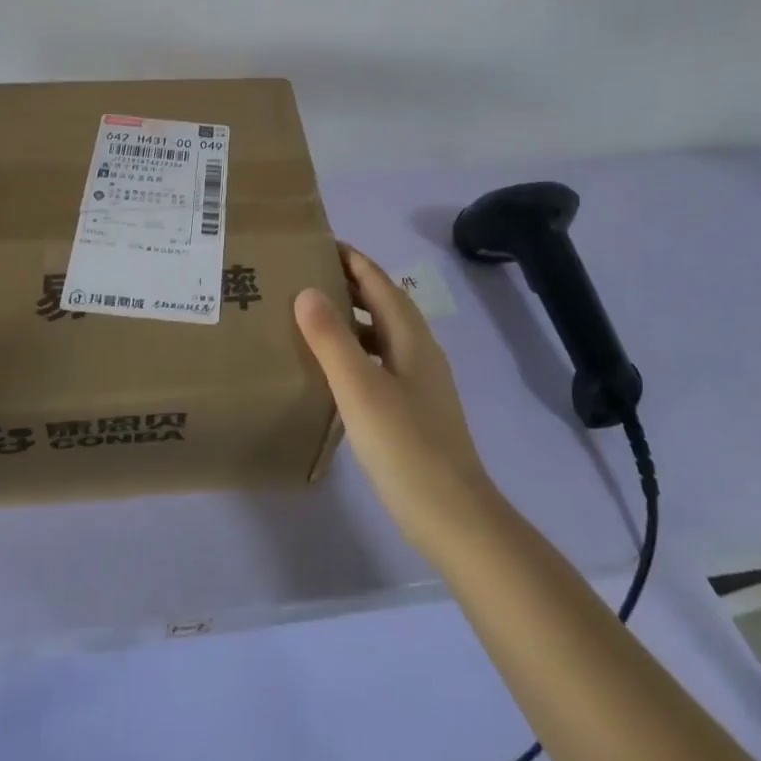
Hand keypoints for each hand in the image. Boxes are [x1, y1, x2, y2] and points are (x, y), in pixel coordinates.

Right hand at [295, 246, 496, 560]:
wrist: (454, 518)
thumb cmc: (406, 447)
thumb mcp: (360, 388)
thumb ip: (332, 339)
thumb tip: (306, 290)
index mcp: (411, 338)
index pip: (379, 282)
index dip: (352, 259)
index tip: (318, 242)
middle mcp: (420, 352)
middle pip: (384, 303)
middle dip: (350, 283)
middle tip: (306, 273)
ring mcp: (420, 383)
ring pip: (383, 334)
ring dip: (353, 317)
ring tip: (312, 315)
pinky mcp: (415, 410)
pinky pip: (381, 361)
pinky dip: (357, 350)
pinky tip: (334, 369)